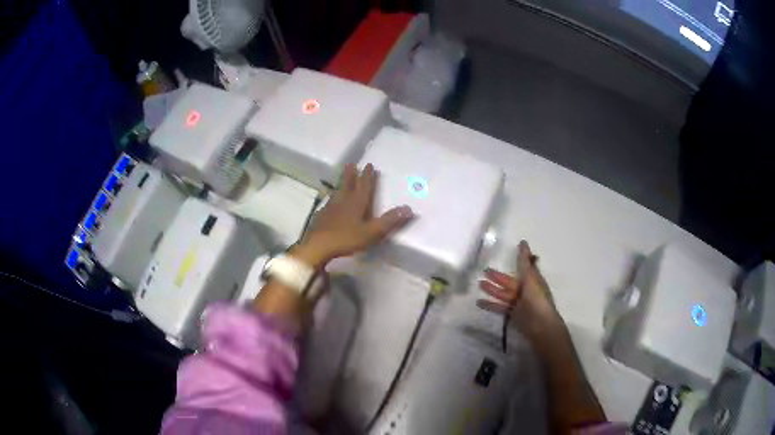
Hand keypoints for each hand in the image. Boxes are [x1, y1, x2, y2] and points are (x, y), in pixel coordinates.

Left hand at [293, 163, 413, 267]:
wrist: (319, 246)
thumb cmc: (347, 239)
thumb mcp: (372, 232)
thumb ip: (390, 221)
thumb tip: (409, 209)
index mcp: (357, 203)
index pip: (364, 186)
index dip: (368, 176)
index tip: (369, 165)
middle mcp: (343, 201)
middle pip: (348, 184)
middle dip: (352, 174)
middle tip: (352, 163)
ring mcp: (330, 208)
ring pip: (338, 191)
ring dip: (342, 183)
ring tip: (343, 177)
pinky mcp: (321, 216)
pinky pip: (328, 202)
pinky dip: (331, 198)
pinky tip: (329, 202)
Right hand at [477, 241, 561, 337]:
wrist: (540, 324)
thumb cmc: (537, 298)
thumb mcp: (530, 277)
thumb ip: (524, 261)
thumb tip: (523, 242)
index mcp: (531, 279)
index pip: (522, 268)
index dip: (515, 262)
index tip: (503, 256)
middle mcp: (524, 290)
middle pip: (509, 281)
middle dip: (497, 277)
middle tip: (483, 271)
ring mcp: (518, 303)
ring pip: (502, 294)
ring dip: (491, 289)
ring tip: (479, 284)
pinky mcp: (511, 314)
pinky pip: (499, 307)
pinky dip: (489, 304)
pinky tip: (478, 302)